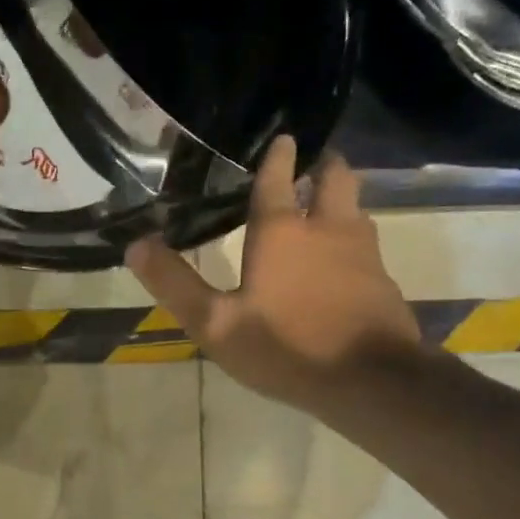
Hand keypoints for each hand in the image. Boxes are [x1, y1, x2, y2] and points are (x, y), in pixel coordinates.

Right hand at [126, 137, 421, 418]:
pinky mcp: (383, 281)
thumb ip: (175, 284)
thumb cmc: (286, 347)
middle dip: (323, 163)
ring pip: (356, 208)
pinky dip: (353, 235)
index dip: (278, 156)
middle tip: (313, 157)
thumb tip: (136, 245)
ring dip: (341, 197)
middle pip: (335, 179)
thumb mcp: (215, 324)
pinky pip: (367, 243)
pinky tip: (343, 256)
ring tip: (326, 199)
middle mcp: (328, 229)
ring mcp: (364, 254)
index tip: (283, 137)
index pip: (279, 180)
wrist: (370, 381)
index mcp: (283, 232)